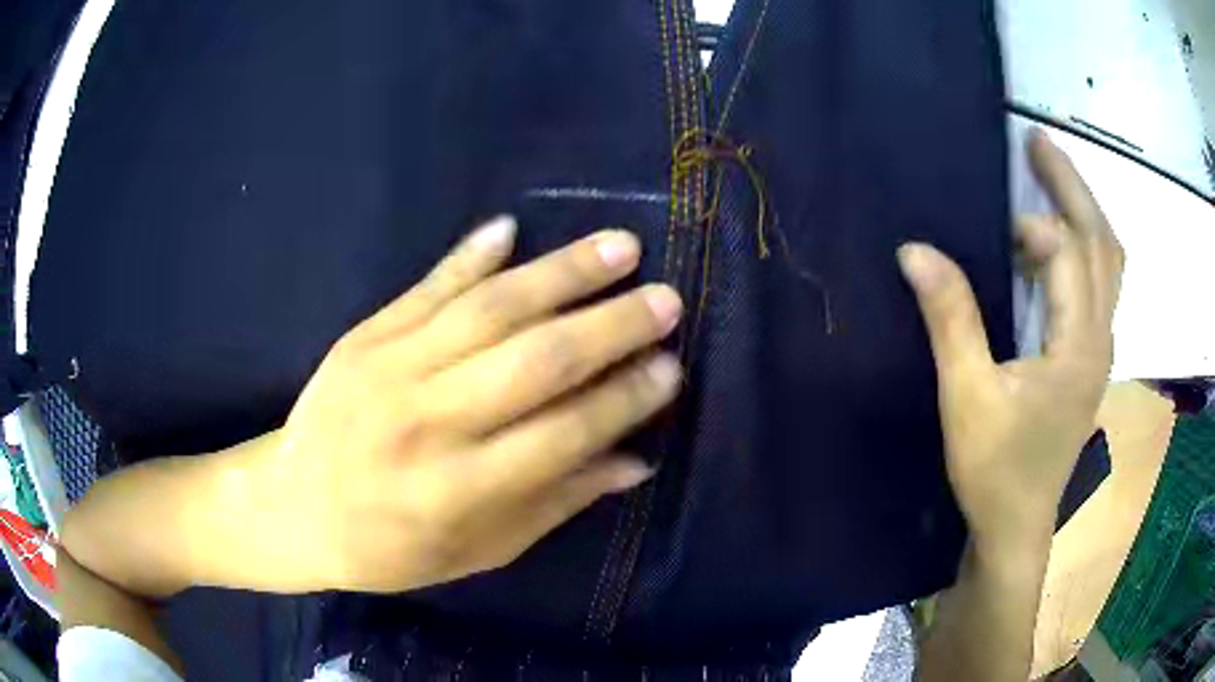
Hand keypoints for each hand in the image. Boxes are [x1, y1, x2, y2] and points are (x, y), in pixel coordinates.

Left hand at [251, 217, 683, 592]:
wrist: (291, 507)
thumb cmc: (387, 548)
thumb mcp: (477, 550)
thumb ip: (555, 503)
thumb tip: (635, 461)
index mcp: (458, 492)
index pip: (564, 435)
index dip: (625, 400)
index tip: (671, 368)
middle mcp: (429, 423)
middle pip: (536, 361)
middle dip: (611, 326)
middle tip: (666, 300)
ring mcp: (391, 369)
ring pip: (490, 309)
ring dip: (562, 273)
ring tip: (619, 246)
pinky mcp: (364, 336)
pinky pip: (427, 287)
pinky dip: (470, 255)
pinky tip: (513, 228)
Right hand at [899, 130, 1123, 558]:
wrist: (1016, 526)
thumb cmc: (995, 470)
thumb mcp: (967, 396)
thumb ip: (950, 318)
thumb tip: (915, 249)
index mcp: (1079, 344)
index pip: (1066, 253)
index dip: (1029, 228)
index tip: (989, 230)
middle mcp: (1101, 337)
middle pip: (1104, 242)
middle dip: (1073, 185)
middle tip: (1038, 140)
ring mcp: (1100, 348)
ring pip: (1109, 262)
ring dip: (1083, 212)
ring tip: (1048, 176)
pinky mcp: (1090, 358)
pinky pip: (1098, 284)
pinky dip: (1080, 248)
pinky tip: (1052, 244)